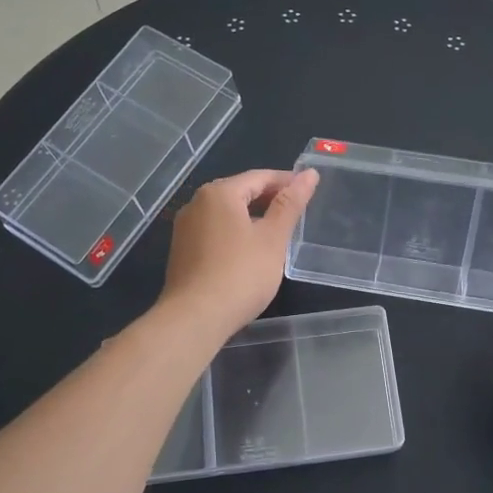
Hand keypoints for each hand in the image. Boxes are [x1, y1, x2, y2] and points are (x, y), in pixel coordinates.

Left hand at [158, 168, 318, 335]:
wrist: (194, 318)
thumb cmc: (240, 274)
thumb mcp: (272, 238)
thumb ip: (290, 204)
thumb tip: (309, 174)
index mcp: (219, 193)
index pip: (260, 177)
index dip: (287, 182)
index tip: (309, 191)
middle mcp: (197, 203)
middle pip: (240, 191)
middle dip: (269, 199)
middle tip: (297, 213)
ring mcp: (185, 228)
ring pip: (226, 212)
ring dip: (252, 217)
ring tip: (277, 232)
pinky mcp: (182, 251)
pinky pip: (215, 231)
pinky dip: (235, 233)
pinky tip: (250, 251)